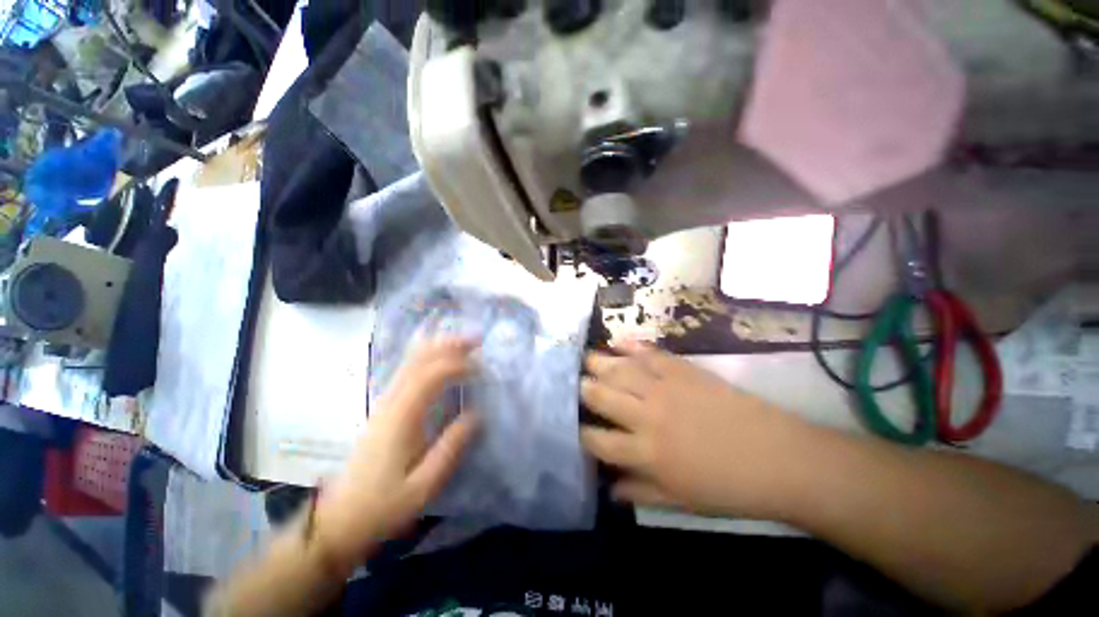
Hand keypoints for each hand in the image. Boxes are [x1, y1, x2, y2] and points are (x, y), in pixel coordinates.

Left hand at [314, 337, 478, 570]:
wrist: (339, 520)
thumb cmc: (383, 506)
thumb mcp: (423, 486)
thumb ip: (451, 449)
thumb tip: (476, 415)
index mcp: (401, 417)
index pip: (431, 375)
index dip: (458, 364)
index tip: (482, 368)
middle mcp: (391, 402)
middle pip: (419, 359)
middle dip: (449, 345)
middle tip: (477, 340)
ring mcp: (384, 403)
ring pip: (411, 362)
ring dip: (439, 348)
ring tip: (463, 344)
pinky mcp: (384, 408)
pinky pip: (407, 372)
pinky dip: (427, 358)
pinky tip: (439, 359)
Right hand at [580, 342, 804, 520]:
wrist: (778, 458)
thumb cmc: (729, 487)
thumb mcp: (681, 501)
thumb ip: (640, 491)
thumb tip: (609, 489)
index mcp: (645, 454)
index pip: (598, 441)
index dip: (581, 434)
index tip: (574, 428)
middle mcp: (646, 417)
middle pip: (602, 397)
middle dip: (583, 390)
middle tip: (575, 384)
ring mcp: (664, 389)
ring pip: (620, 371)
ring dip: (599, 363)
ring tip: (586, 359)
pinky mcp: (682, 371)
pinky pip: (650, 354)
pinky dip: (631, 346)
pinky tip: (617, 341)